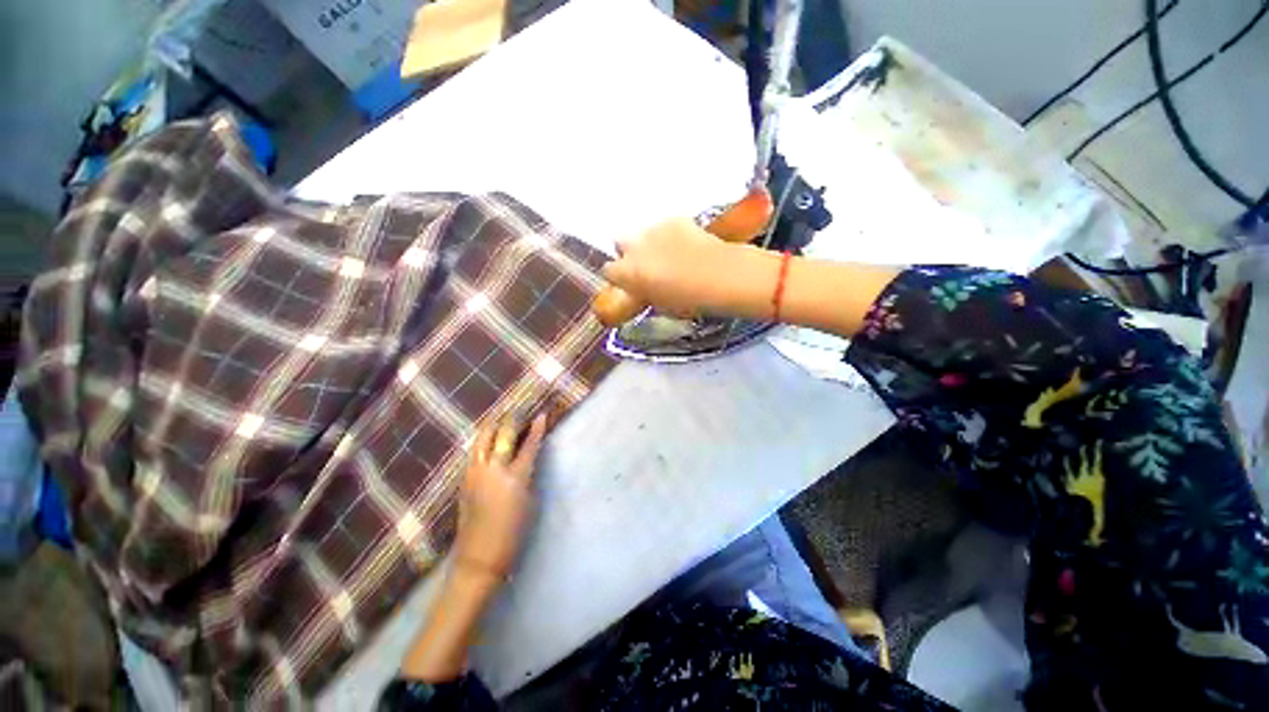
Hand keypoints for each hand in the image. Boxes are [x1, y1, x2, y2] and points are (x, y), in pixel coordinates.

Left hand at [453, 413, 547, 586]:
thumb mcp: (530, 501)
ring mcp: (475, 474)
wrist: (480, 557)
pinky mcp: (464, 480)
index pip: (529, 445)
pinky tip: (485, 436)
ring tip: (499, 414)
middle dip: (512, 420)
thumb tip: (527, 457)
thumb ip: (528, 475)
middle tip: (519, 408)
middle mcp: (493, 470)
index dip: (536, 428)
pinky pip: (474, 452)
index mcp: (515, 477)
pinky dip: (482, 440)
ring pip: (483, 440)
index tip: (541, 414)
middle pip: (503, 436)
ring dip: (493, 424)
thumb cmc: (514, 532)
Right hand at [601, 218, 742, 317]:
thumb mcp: (659, 305)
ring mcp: (654, 229)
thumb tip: (643, 289)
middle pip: (620, 243)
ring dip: (650, 243)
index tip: (629, 282)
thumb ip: (644, 293)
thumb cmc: (687, 300)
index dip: (619, 277)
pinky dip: (671, 234)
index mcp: (628, 272)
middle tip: (646, 265)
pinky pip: (665, 226)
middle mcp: (634, 246)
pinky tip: (686, 244)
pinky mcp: (674, 219)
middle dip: (629, 252)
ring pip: (643, 233)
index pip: (608, 270)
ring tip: (670, 254)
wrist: (719, 276)